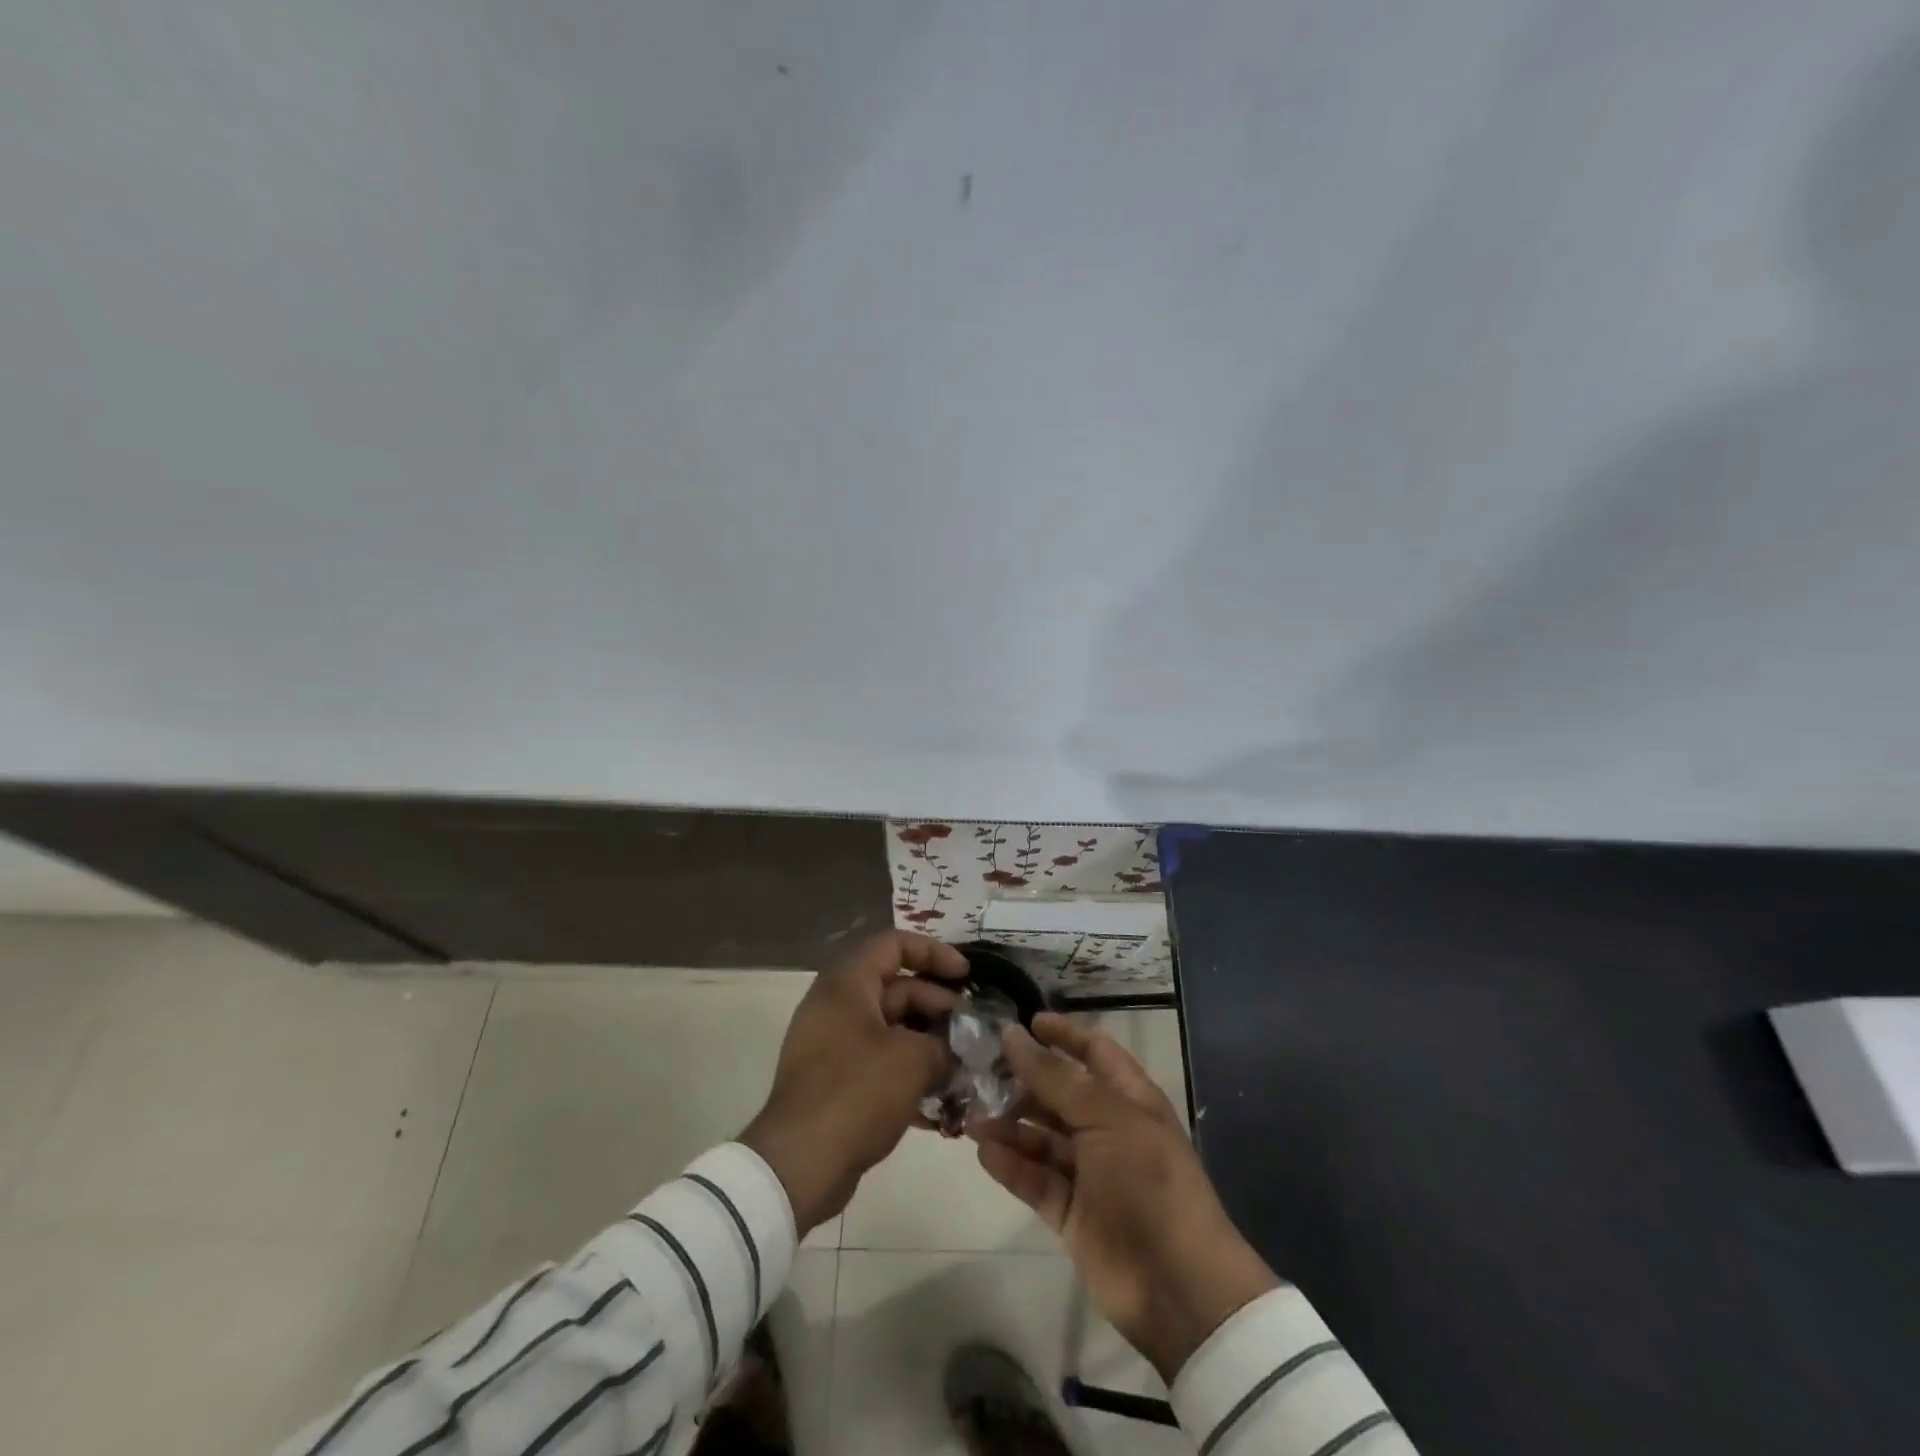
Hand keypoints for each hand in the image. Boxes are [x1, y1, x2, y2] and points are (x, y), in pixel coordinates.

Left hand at [740, 931, 966, 1234]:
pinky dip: (910, 1075)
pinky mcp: (836, 1083)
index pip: (894, 944)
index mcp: (847, 984)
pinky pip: (881, 1064)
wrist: (799, 1165)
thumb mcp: (913, 1060)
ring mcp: (834, 1045)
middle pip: (898, 988)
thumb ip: (944, 1044)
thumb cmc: (857, 1092)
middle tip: (973, 1032)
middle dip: (940, 1007)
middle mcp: (837, 1006)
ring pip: (893, 1030)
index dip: (934, 952)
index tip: (966, 976)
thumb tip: (957, 1049)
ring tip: (966, 1068)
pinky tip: (943, 1105)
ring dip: (930, 1045)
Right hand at [973, 1012, 1279, 1381]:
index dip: (1062, 1034)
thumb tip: (1013, 1035)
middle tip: (977, 1070)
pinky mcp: (1070, 1212)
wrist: (1176, 1283)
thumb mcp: (1105, 1115)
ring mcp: (1089, 1172)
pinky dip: (1010, 1165)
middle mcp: (1107, 1129)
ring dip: (1009, 1124)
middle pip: (1059, 1093)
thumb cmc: (1147, 1179)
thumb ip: (1055, 1077)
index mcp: (1129, 1098)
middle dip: (1022, 1081)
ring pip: (1041, 1137)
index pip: (1094, 1051)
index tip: (1021, 1022)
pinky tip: (983, 1151)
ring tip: (971, 1115)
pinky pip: (1034, 1180)